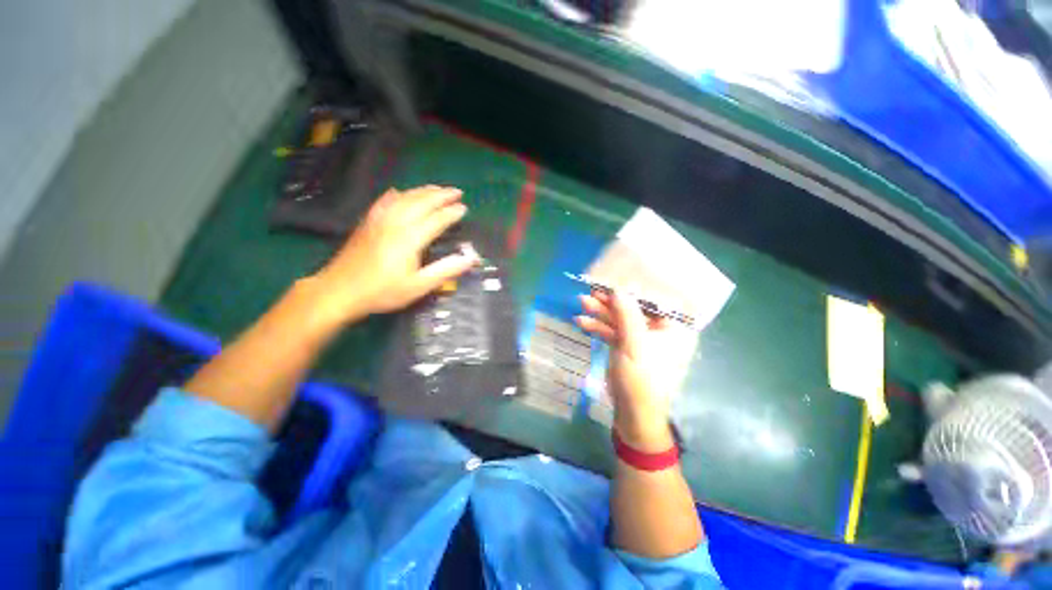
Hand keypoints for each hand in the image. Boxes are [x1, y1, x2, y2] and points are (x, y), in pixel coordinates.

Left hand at [309, 185, 478, 323]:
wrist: (338, 291)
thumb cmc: (382, 291)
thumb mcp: (418, 286)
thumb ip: (445, 270)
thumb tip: (471, 258)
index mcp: (410, 238)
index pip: (436, 219)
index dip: (452, 213)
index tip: (465, 208)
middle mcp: (395, 223)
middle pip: (421, 202)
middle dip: (441, 195)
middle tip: (457, 192)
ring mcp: (379, 220)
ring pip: (404, 198)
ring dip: (423, 191)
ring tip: (437, 188)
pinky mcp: (367, 222)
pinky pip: (384, 201)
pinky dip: (396, 194)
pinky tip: (400, 191)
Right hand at [576, 290, 677, 451]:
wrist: (633, 416)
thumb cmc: (641, 380)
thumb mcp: (634, 345)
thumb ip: (627, 314)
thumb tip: (618, 288)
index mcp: (675, 328)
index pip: (657, 299)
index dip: (635, 287)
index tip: (615, 278)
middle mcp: (662, 330)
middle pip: (635, 308)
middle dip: (611, 301)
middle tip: (591, 291)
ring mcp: (643, 339)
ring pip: (621, 319)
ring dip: (601, 312)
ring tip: (581, 303)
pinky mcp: (628, 347)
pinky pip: (614, 331)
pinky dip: (599, 327)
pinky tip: (581, 322)